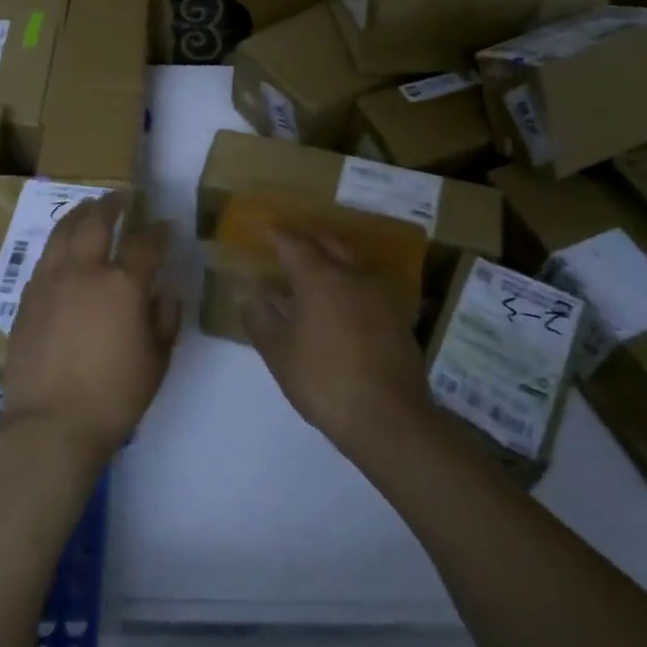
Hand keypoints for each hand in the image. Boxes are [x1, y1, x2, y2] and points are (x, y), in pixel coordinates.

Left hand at [0, 191, 179, 464]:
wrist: (50, 425)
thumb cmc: (114, 396)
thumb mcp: (157, 361)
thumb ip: (165, 319)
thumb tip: (165, 293)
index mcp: (122, 285)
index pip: (145, 244)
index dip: (159, 232)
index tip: (165, 226)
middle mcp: (84, 272)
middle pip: (95, 221)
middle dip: (110, 203)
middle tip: (120, 196)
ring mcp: (49, 282)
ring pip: (62, 232)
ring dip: (79, 214)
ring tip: (88, 208)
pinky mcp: (26, 299)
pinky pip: (44, 258)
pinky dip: (58, 244)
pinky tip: (63, 249)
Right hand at [239, 228, 432, 457]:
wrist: (388, 417)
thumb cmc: (324, 381)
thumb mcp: (279, 353)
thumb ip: (260, 318)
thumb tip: (249, 294)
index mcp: (321, 278)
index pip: (294, 244)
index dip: (278, 235)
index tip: (265, 228)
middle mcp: (354, 276)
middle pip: (328, 244)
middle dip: (307, 238)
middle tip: (289, 239)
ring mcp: (381, 295)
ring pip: (352, 263)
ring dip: (331, 258)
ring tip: (313, 268)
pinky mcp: (398, 316)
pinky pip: (366, 285)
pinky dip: (348, 282)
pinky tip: (340, 300)